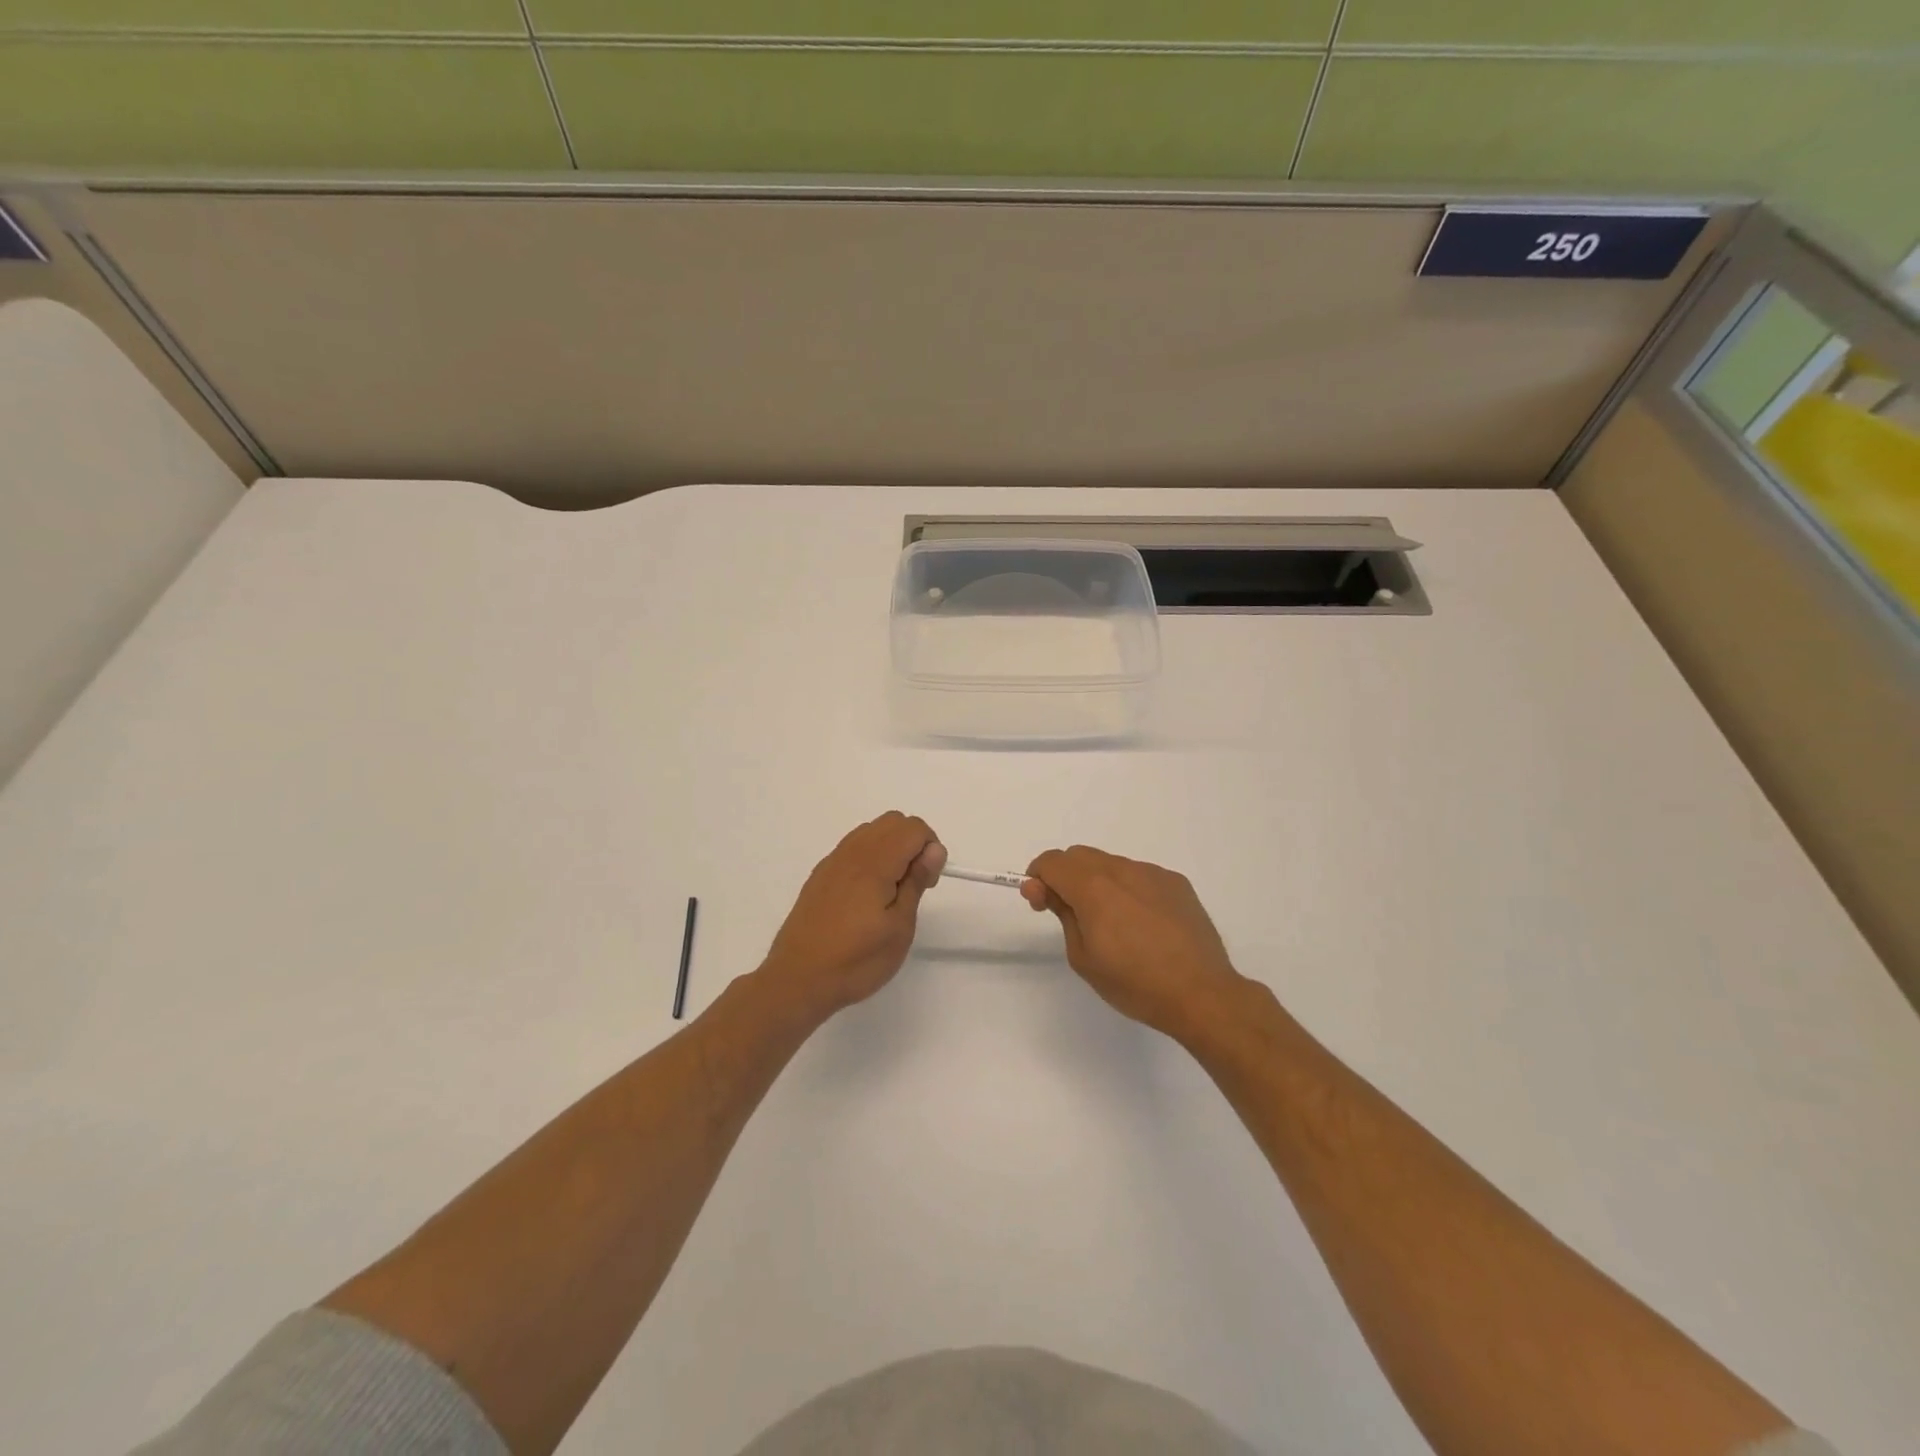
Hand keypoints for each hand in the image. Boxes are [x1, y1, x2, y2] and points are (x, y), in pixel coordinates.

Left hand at [760, 812, 946, 1019]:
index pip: (913, 827)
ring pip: (871, 831)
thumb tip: (934, 850)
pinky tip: (867, 897)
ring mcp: (832, 862)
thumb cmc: (856, 960)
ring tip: (891, 892)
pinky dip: (870, 858)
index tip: (928, 883)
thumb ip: (916, 881)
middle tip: (914, 885)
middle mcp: (852, 852)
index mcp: (874, 862)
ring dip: (891, 849)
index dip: (930, 849)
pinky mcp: (820, 875)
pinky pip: (853, 848)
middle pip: (893, 821)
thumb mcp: (899, 927)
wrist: (797, 980)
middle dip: (913, 843)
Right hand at [1022, 846, 1247, 1039]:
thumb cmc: (1134, 983)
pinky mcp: (1176, 883)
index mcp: (1093, 887)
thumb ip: (1061, 913)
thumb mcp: (1083, 957)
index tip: (1040, 903)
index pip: (1052, 861)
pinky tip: (1142, 924)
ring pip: (1110, 864)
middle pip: (1079, 856)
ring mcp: (1153, 873)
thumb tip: (1044, 888)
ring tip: (1112, 924)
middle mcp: (1122, 869)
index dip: (1038, 878)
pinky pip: (1140, 875)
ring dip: (1098, 882)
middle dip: (1065, 876)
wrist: (1201, 994)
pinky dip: (1128, 889)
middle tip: (1069, 913)